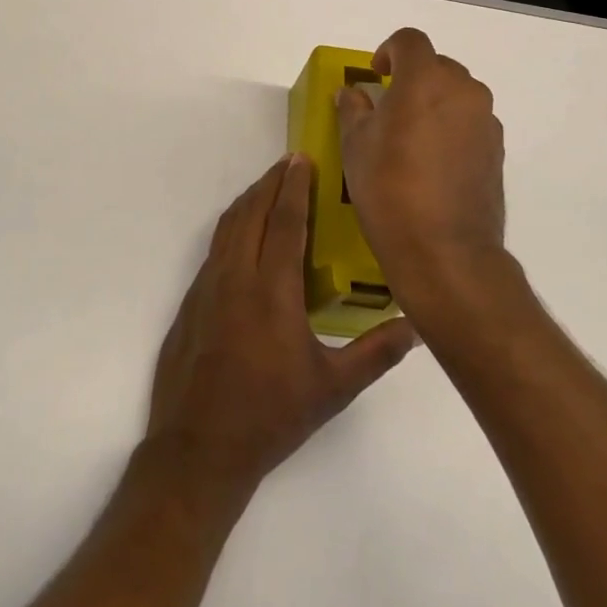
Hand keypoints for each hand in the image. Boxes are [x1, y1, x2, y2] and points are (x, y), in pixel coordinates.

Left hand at [145, 155, 418, 493]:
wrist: (198, 447)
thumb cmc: (270, 416)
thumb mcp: (332, 389)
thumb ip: (375, 354)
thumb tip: (416, 326)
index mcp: (271, 290)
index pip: (285, 221)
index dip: (295, 186)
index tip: (302, 158)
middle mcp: (235, 276)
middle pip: (252, 212)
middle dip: (270, 182)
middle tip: (289, 163)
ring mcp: (207, 286)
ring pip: (228, 226)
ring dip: (249, 200)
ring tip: (268, 187)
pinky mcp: (191, 300)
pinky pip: (214, 247)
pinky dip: (232, 226)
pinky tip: (243, 235)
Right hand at [336, 28, 508, 310]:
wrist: (444, 251)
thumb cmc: (389, 189)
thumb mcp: (355, 146)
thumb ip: (353, 110)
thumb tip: (352, 94)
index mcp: (425, 80)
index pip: (410, 41)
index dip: (389, 50)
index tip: (376, 75)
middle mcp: (463, 91)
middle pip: (437, 66)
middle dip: (412, 77)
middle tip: (389, 108)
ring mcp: (486, 121)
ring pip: (457, 94)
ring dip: (434, 102)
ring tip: (412, 137)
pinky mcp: (498, 150)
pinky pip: (470, 122)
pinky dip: (452, 127)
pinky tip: (433, 162)